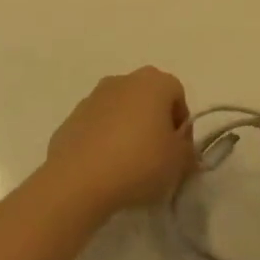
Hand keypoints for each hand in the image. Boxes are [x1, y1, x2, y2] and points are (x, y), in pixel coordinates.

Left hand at [45, 66, 195, 216]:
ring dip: (128, 130)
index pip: (177, 94)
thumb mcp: (178, 163)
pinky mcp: (72, 117)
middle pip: (147, 98)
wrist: (78, 179)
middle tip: (157, 156)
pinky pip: (98, 126)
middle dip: (154, 123)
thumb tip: (182, 148)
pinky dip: (104, 140)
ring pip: (120, 110)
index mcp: (153, 82)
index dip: (182, 123)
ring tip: (129, 165)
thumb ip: (187, 151)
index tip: (179, 150)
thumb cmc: (139, 162)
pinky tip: (105, 168)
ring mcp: (94, 97)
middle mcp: (123, 80)